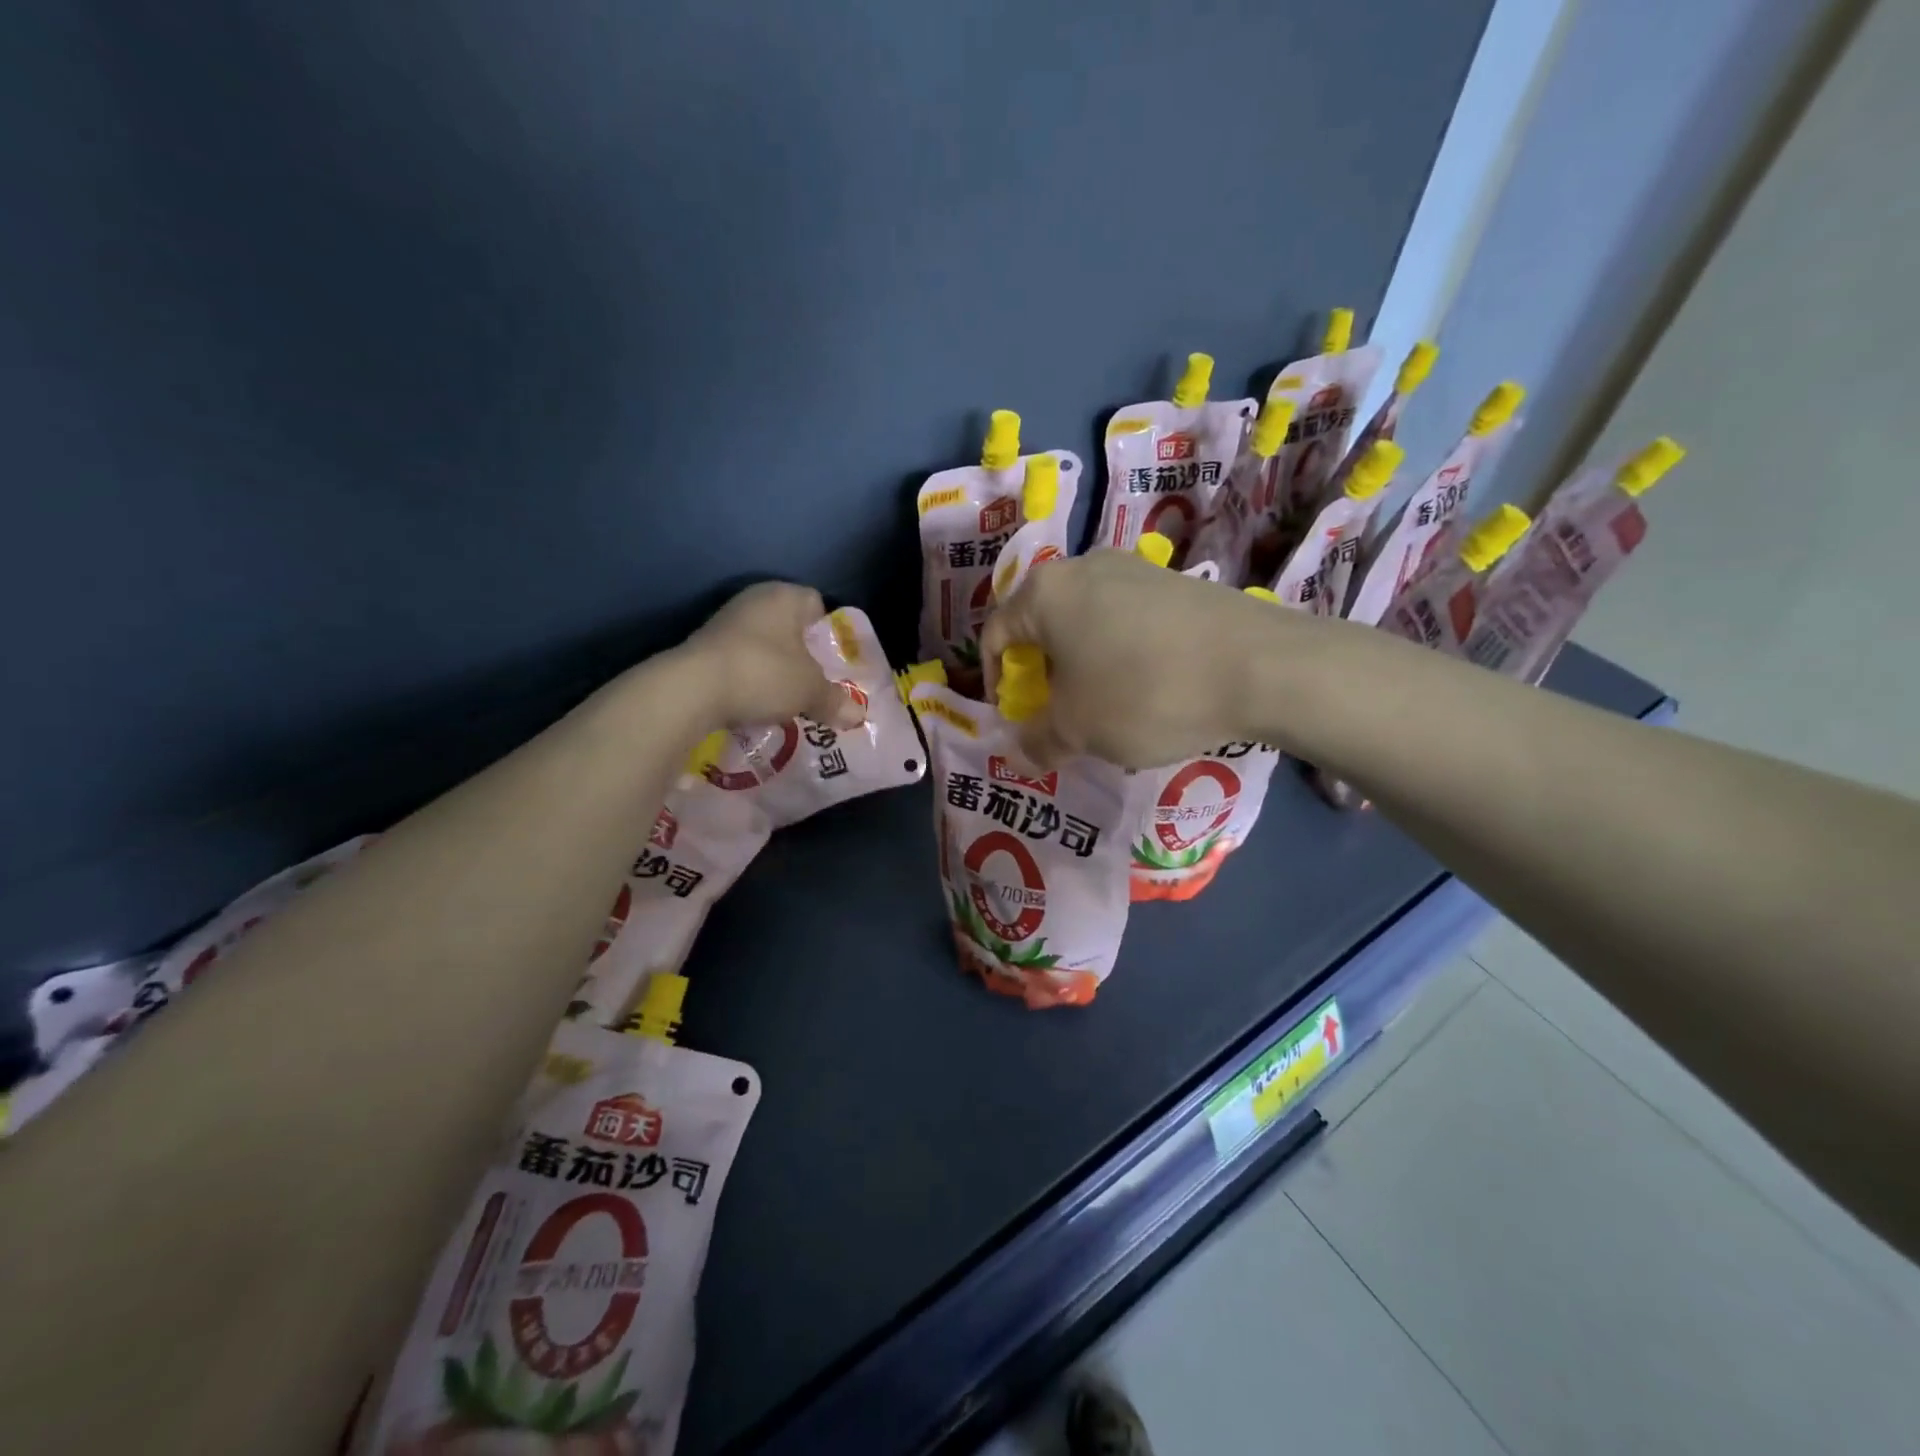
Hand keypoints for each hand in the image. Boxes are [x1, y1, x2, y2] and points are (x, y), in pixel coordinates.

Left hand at [680, 582, 865, 728]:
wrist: (692, 689)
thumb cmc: (764, 674)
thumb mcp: (810, 690)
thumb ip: (835, 700)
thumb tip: (858, 715)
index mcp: (784, 596)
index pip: (816, 603)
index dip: (827, 631)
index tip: (831, 661)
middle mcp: (754, 600)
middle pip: (788, 625)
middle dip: (801, 653)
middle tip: (814, 683)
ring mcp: (724, 622)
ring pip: (763, 643)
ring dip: (774, 667)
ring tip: (785, 698)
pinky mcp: (703, 647)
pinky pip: (739, 660)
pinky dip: (749, 678)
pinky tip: (754, 702)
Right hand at [980, 550, 1298, 767]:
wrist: (1259, 666)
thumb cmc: (1143, 694)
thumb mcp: (1078, 731)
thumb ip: (1037, 741)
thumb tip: (1020, 753)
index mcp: (1045, 593)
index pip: (996, 634)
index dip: (996, 681)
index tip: (1016, 718)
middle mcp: (1084, 566)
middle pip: (1042, 624)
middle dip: (1042, 674)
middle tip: (1059, 715)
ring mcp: (1135, 568)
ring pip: (1086, 622)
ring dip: (1082, 666)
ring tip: (1105, 707)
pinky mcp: (1175, 582)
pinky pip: (1126, 619)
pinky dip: (1119, 654)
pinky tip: (1148, 688)